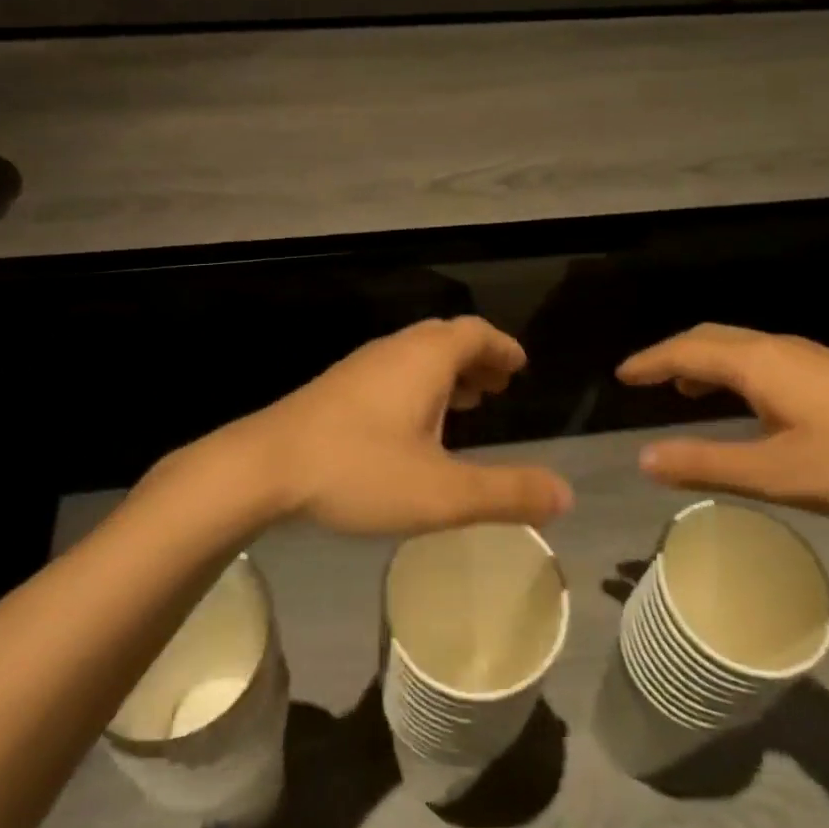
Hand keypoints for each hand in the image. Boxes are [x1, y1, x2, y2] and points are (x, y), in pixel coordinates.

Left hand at [223, 317, 572, 535]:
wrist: (263, 467)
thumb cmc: (359, 470)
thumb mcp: (442, 492)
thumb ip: (506, 493)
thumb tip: (565, 494)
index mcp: (425, 359)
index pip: (475, 333)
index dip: (502, 347)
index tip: (520, 365)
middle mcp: (395, 351)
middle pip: (445, 339)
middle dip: (477, 359)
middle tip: (498, 386)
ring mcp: (361, 367)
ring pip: (416, 356)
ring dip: (447, 373)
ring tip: (466, 404)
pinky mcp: (337, 388)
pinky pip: (393, 372)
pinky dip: (419, 386)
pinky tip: (413, 426)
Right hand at [616, 324, 828, 514]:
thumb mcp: (777, 473)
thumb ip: (707, 464)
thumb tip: (644, 459)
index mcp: (756, 364)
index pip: (686, 352)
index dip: (649, 362)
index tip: (621, 374)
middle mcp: (776, 348)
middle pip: (709, 338)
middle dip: (672, 354)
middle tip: (645, 378)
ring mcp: (807, 355)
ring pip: (738, 345)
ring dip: (703, 360)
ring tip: (685, 389)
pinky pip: (760, 356)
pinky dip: (731, 368)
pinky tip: (746, 400)